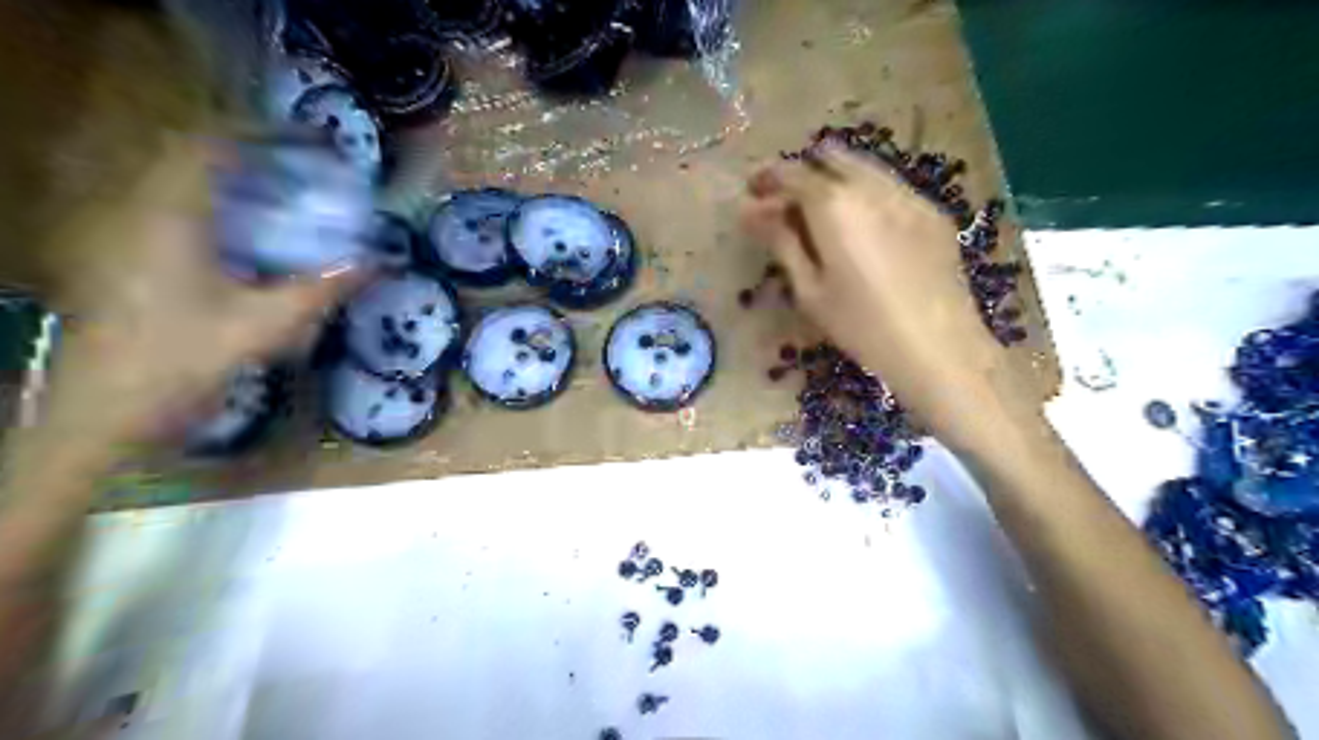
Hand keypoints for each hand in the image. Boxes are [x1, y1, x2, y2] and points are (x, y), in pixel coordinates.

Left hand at [44, 142, 357, 448]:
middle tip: (309, 174)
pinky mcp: (125, 258)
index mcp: (169, 217)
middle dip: (257, 159)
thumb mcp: (264, 325)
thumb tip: (378, 264)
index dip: (264, 136)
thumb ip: (322, 289)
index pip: (210, 146)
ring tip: (290, 201)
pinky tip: (254, 241)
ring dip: (239, 185)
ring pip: (184, 186)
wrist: (102, 412)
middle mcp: (139, 212)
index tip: (314, 146)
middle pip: (196, 160)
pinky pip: (176, 213)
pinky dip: (220, 212)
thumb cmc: (181, 361)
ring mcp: (125, 234)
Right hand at [741, 146, 1028, 444]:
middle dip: (802, 172)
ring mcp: (908, 195)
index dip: (766, 179)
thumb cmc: (861, 325)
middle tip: (785, 203)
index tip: (751, 193)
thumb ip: (781, 241)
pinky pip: (890, 187)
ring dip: (835, 179)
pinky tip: (862, 227)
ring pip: (864, 167)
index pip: (792, 173)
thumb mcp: (810, 289)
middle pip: (830, 157)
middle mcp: (872, 186)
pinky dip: (865, 193)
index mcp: (835, 204)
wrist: (939, 347)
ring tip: (820, 214)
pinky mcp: (932, 212)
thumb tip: (752, 211)